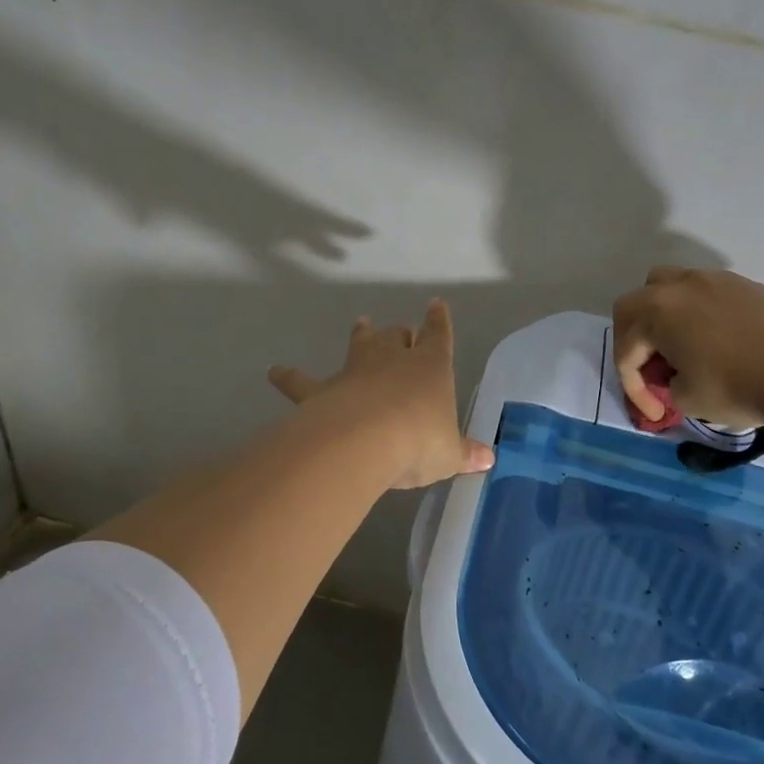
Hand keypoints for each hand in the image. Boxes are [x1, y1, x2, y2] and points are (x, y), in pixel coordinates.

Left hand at [269, 301, 494, 489]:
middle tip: (401, 334)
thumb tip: (488, 458)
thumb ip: (465, 453)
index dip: (438, 321)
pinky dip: (288, 376)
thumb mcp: (449, 453)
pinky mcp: (323, 389)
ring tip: (361, 324)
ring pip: (360, 344)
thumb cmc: (418, 441)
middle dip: (400, 334)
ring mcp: (355, 370)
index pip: (438, 336)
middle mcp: (393, 359)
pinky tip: (274, 371)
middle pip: (397, 336)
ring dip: (361, 335)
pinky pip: (302, 381)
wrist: (364, 440)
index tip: (436, 305)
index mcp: (431, 367)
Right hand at [613, 266, 763, 429]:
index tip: (656, 412)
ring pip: (669, 286)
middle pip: (634, 305)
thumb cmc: (737, 387)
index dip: (633, 387)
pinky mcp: (744, 285)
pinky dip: (695, 312)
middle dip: (633, 339)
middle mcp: (678, 286)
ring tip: (676, 345)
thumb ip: (666, 385)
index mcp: (656, 312)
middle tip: (649, 369)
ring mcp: (714, 280)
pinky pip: (703, 292)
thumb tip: (674, 377)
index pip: (627, 350)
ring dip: (662, 315)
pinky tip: (712, 340)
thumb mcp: (686, 400)